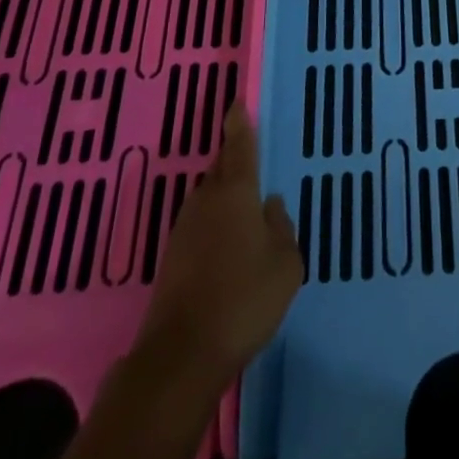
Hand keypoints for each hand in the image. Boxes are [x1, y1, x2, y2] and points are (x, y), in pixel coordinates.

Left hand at [140, 103, 302, 385]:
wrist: (181, 356)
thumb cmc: (244, 299)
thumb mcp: (286, 264)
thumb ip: (282, 229)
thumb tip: (271, 207)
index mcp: (236, 192)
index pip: (238, 145)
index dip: (239, 122)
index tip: (237, 102)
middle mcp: (206, 201)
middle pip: (221, 169)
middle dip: (235, 161)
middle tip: (253, 161)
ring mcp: (184, 230)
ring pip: (209, 198)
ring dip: (225, 197)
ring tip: (247, 210)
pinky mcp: (172, 259)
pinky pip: (200, 225)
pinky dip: (215, 225)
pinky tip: (229, 247)